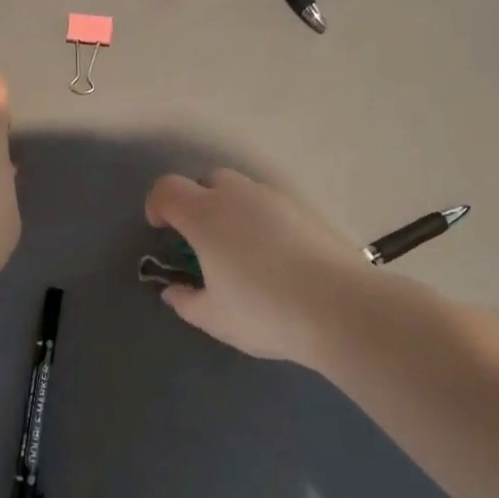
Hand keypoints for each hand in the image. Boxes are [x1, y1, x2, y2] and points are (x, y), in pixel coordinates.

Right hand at [143, 168, 364, 364]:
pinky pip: (271, 204)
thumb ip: (186, 300)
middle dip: (196, 202)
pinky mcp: (306, 208)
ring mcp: (276, 198)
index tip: (161, 231)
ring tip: (240, 250)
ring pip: (242, 190)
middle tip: (202, 241)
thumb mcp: (214, 317)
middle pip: (207, 180)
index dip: (157, 205)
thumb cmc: (264, 310)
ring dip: (230, 209)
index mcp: (205, 215)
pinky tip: (274, 255)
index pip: (168, 189)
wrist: (341, 306)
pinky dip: (262, 219)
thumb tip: (174, 290)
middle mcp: (238, 196)